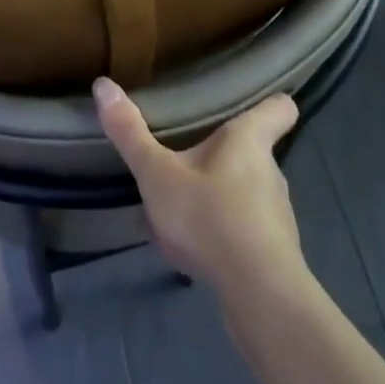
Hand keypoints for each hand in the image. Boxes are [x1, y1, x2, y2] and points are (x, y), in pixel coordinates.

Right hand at [95, 78, 303, 296]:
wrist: (259, 299)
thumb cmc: (211, 218)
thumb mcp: (158, 175)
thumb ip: (130, 133)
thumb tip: (103, 84)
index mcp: (249, 139)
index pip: (281, 108)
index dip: (272, 102)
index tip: (256, 100)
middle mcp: (271, 171)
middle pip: (256, 150)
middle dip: (227, 153)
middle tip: (193, 154)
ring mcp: (277, 216)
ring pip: (249, 193)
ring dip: (222, 196)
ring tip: (187, 207)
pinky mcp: (275, 255)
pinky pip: (246, 232)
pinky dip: (225, 234)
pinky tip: (196, 250)